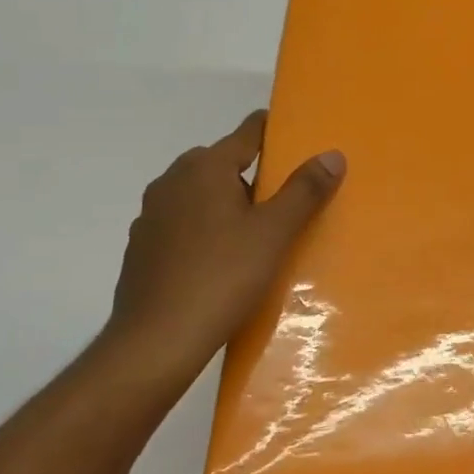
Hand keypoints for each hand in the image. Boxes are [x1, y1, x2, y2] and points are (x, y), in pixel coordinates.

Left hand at [100, 110, 344, 400]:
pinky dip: (202, 230)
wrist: (156, 341)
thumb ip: (304, 191)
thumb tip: (332, 154)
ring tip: (255, 233)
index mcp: (205, 167)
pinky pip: (181, 224)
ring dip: (224, 203)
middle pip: (221, 163)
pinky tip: (219, 261)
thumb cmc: (222, 277)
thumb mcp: (274, 234)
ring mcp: (151, 215)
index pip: (247, 132)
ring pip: (198, 195)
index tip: (296, 138)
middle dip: (251, 175)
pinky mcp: (141, 247)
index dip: (273, 131)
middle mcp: (172, 180)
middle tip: (283, 200)